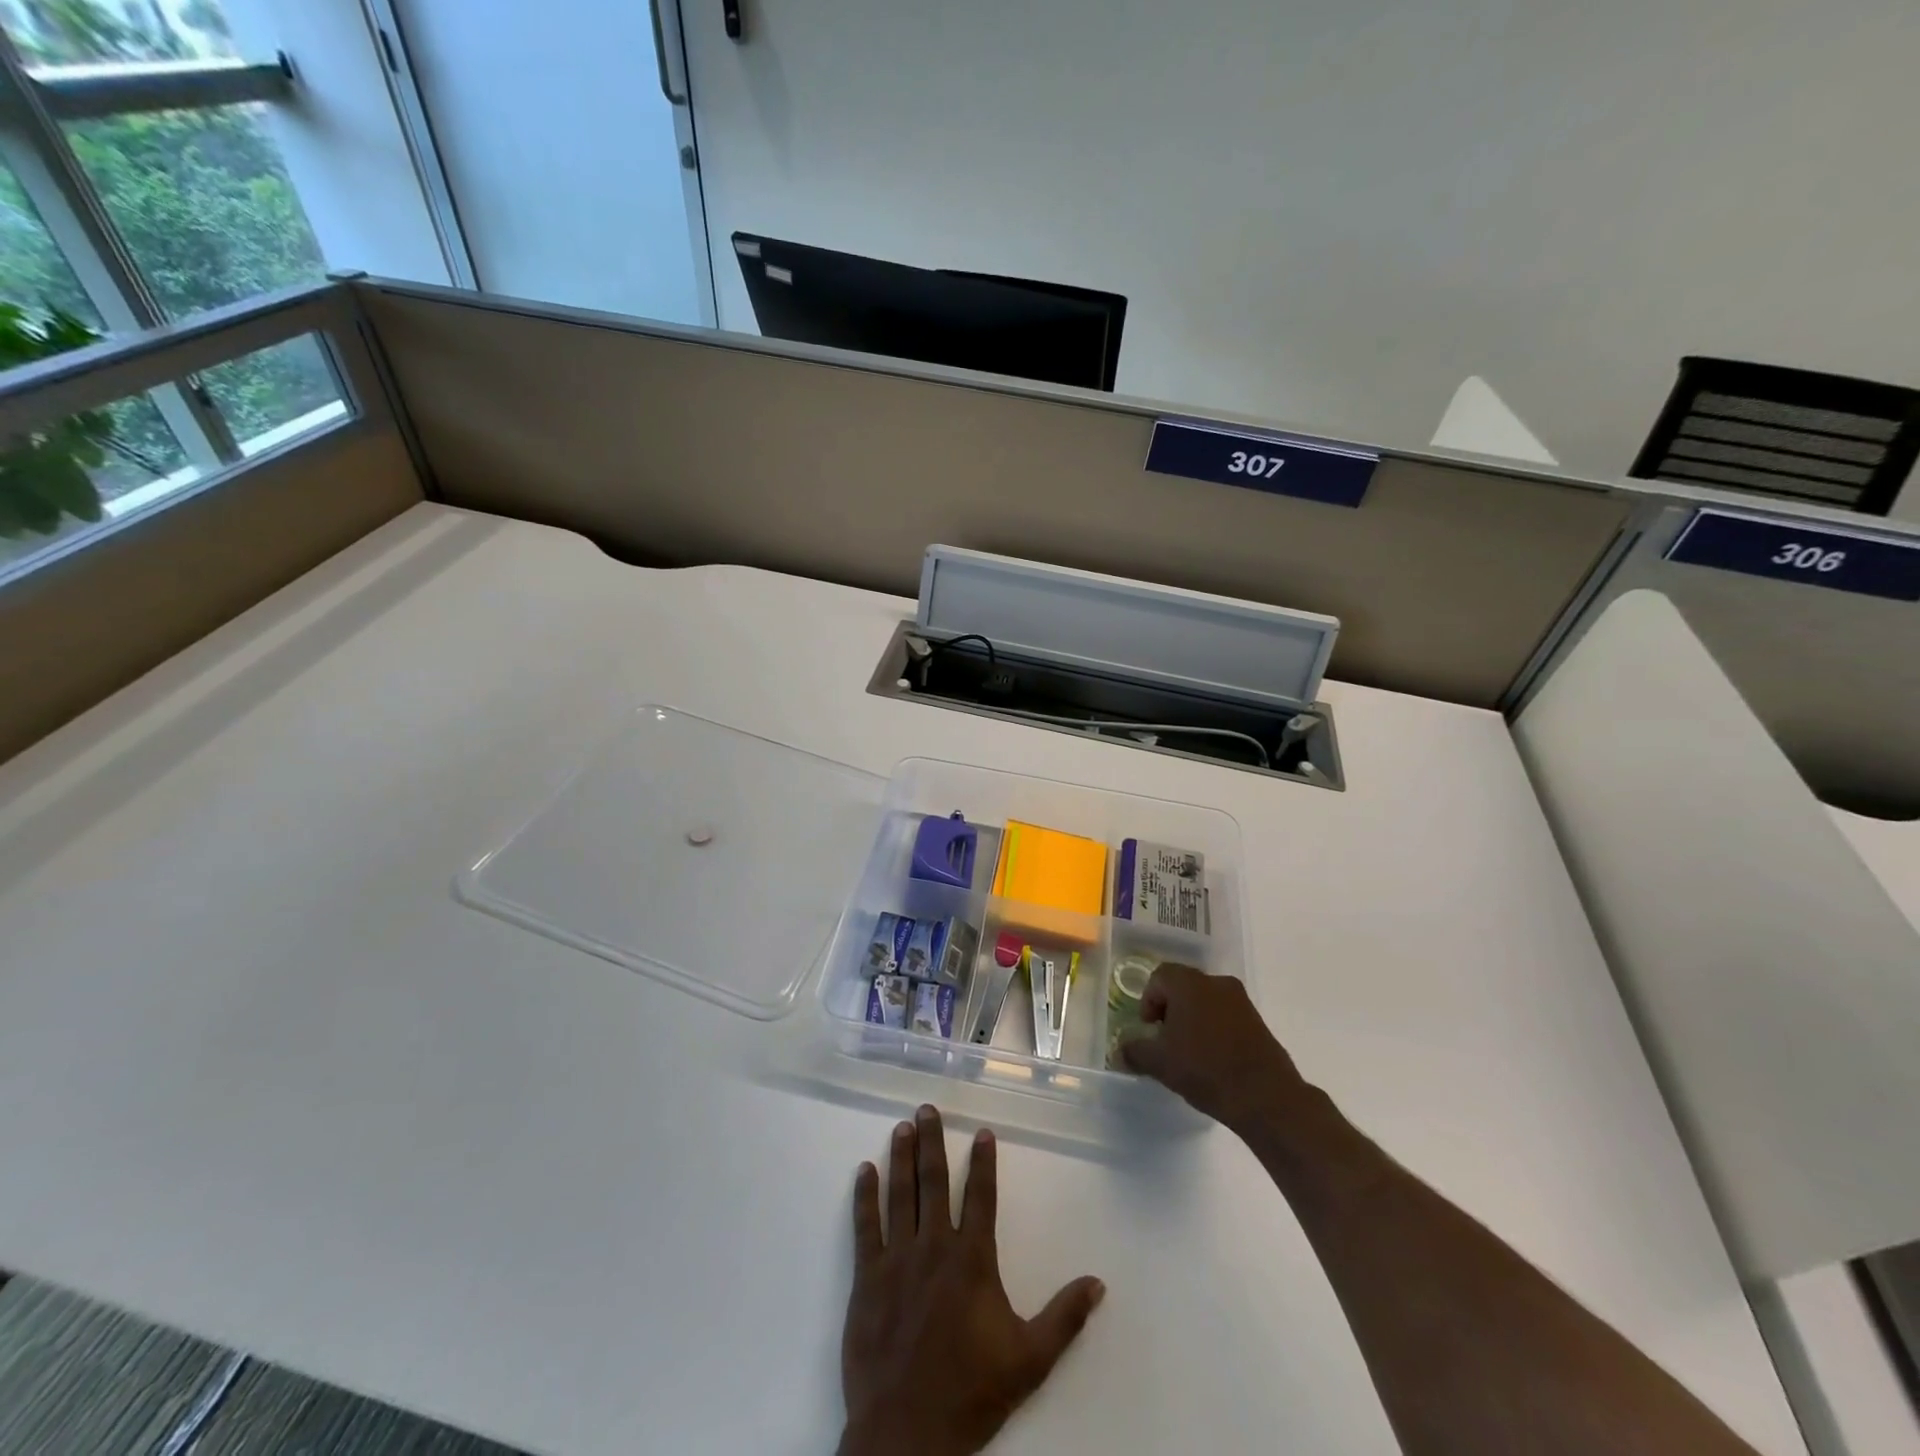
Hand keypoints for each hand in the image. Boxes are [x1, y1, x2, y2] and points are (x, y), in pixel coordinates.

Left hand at [838, 1105, 1104, 1455]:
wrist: (907, 1433)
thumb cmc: (971, 1392)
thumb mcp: (1030, 1359)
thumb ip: (1064, 1317)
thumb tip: (1098, 1282)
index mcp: (973, 1261)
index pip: (980, 1197)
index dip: (983, 1163)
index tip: (982, 1132)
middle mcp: (935, 1247)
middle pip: (934, 1182)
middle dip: (932, 1143)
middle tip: (926, 1109)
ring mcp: (898, 1259)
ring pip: (900, 1195)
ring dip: (901, 1158)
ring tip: (902, 1127)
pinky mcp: (868, 1277)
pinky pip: (866, 1227)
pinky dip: (864, 1196)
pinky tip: (864, 1170)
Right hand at [1119, 964, 1307, 1133]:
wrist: (1265, 1097)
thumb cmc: (1205, 1069)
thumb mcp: (1160, 1063)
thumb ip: (1135, 1051)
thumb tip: (1120, 1051)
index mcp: (1189, 984)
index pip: (1160, 977)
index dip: (1148, 1000)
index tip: (1149, 1028)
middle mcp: (1216, 983)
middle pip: (1183, 986)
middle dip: (1170, 1009)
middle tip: (1165, 1039)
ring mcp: (1241, 1001)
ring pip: (1206, 1001)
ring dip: (1193, 1019)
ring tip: (1189, 1051)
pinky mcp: (1258, 1021)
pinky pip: (1226, 1015)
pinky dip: (1214, 1029)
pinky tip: (1212, 1058)